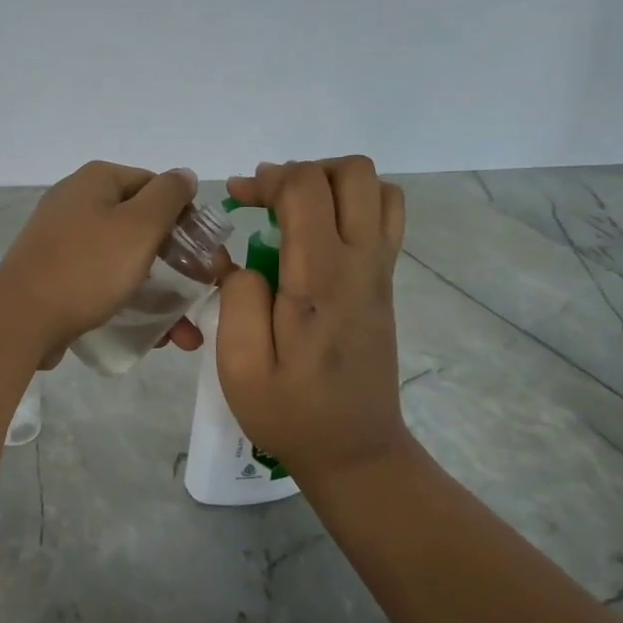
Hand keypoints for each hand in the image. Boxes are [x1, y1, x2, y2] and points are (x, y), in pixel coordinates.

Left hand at [0, 161, 206, 363]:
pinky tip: (149, 333)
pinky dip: (126, 299)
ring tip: (182, 334)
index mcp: (97, 180)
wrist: (20, 318)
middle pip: (141, 225)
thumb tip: (184, 174)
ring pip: (124, 258)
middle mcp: (77, 201)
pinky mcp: (54, 272)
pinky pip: (100, 279)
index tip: (205, 257)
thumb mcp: (139, 225)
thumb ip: (168, 195)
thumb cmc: (87, 267)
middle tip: (200, 296)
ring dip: (158, 292)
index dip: (186, 219)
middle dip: (176, 265)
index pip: (157, 187)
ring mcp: (62, 238)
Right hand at [217, 158, 409, 482]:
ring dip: (332, 184)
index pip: (306, 189)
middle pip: (354, 173)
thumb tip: (244, 263)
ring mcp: (381, 272)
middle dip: (303, 171)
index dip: (268, 179)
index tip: (237, 200)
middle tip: (266, 201)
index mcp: (321, 279)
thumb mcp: (239, 367)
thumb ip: (237, 300)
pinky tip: (316, 236)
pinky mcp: (385, 284)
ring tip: (294, 212)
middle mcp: (361, 264)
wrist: (356, 452)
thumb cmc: (291, 413)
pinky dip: (351, 205)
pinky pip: (384, 218)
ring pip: (378, 189)